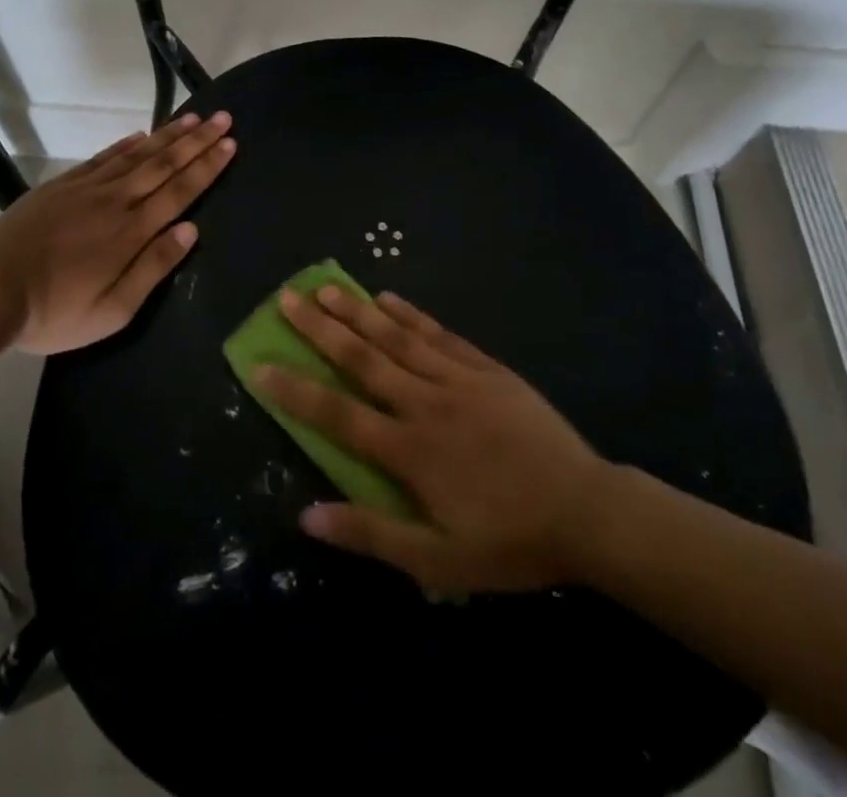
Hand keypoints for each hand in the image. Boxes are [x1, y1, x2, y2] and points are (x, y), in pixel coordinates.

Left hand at [0, 112, 234, 353]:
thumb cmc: (55, 312)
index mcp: (131, 233)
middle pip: (163, 164)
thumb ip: (153, 268)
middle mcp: (114, 201)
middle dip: (196, 141)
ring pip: (136, 155)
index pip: (179, 191)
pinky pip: (102, 158)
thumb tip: (191, 230)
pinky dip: (125, 144)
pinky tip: (141, 135)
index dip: (206, 167)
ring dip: (167, 136)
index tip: (230, 143)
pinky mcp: (61, 185)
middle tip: (222, 118)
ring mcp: (86, 189)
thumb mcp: (112, 311)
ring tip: (192, 119)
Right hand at [256, 285, 615, 594]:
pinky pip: (440, 334)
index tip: (260, 365)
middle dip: (321, 328)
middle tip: (287, 298)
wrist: (586, 511)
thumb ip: (373, 534)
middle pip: (363, 359)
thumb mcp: (439, 561)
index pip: (338, 414)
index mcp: (409, 450)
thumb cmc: (510, 541)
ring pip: (398, 338)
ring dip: (359, 311)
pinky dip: (412, 314)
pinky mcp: (486, 369)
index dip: (295, 389)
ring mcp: (458, 379)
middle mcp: (425, 403)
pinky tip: (389, 297)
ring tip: (327, 286)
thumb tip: (308, 517)